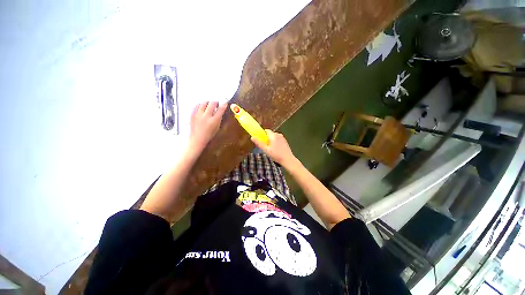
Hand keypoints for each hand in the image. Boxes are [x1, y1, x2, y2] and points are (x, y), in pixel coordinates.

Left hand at [189, 101, 227, 151]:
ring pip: (204, 103)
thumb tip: (220, 111)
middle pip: (212, 103)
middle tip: (217, 104)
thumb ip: (219, 119)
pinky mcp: (192, 114)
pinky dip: (201, 105)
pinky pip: (197, 105)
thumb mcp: (217, 127)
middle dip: (216, 102)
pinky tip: (202, 107)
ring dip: (208, 103)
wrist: (197, 139)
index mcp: (214, 121)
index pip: (220, 109)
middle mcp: (206, 116)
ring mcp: (198, 115)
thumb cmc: (208, 135)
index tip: (225, 103)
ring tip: (209, 106)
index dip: (224, 105)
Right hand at [251, 130, 297, 167]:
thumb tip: (252, 137)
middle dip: (266, 139)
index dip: (262, 134)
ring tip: (271, 150)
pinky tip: (276, 150)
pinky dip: (275, 143)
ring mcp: (282, 138)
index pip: (266, 130)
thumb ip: (259, 143)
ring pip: (274, 137)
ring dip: (271, 141)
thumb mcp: (266, 150)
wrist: (287, 159)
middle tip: (265, 147)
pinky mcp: (285, 141)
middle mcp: (278, 134)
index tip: (260, 140)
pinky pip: (278, 140)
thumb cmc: (276, 155)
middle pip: (270, 134)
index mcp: (273, 135)